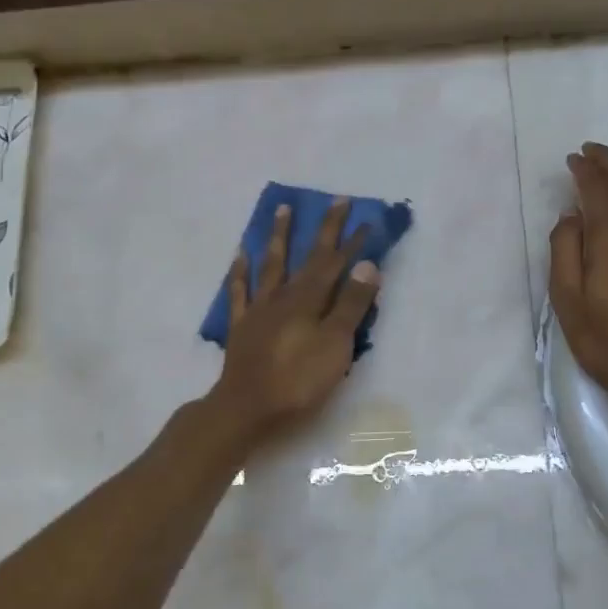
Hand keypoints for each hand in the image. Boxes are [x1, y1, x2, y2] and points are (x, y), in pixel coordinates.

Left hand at [209, 198, 379, 438]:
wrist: (246, 407)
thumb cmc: (298, 380)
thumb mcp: (335, 344)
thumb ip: (351, 304)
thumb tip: (367, 264)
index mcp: (309, 300)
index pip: (335, 263)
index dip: (351, 241)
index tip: (365, 218)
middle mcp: (284, 296)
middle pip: (306, 257)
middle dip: (323, 229)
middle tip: (335, 201)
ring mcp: (259, 309)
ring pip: (271, 265)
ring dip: (279, 237)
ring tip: (281, 210)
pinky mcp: (242, 326)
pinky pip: (240, 291)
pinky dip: (240, 271)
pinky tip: (241, 255)